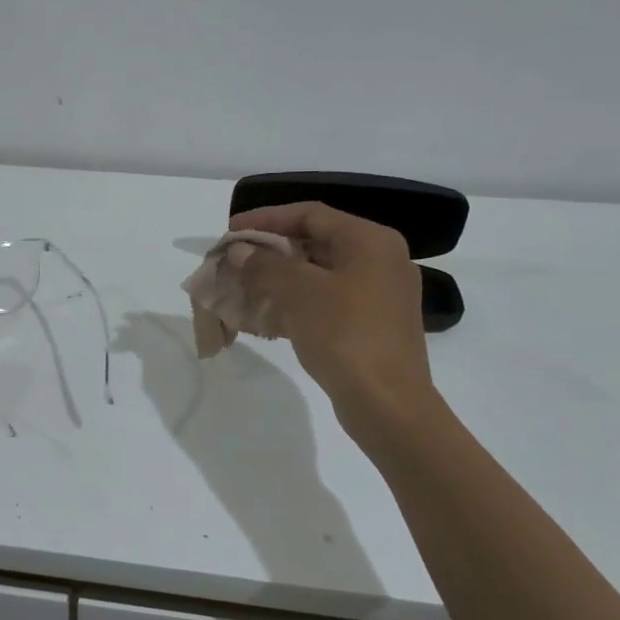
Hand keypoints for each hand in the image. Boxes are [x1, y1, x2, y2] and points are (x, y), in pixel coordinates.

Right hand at [231, 201, 434, 414]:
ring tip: (243, 287)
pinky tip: (267, 315)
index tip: (231, 230)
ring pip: (320, 274)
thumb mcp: (299, 292)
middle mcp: (380, 260)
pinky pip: (328, 300)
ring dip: (280, 278)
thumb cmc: (345, 335)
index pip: (310, 214)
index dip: (266, 219)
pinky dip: (297, 302)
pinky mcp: (372, 324)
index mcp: (370, 241)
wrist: (387, 404)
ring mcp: (380, 294)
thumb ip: (265, 265)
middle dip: (271, 250)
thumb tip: (240, 250)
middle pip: (316, 242)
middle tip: (235, 260)